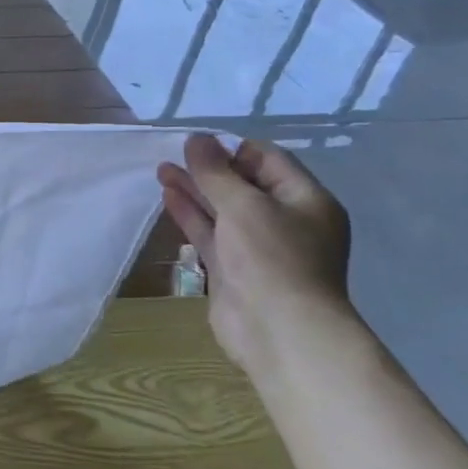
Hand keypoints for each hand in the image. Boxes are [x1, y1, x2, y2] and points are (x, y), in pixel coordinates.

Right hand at [157, 135, 356, 375]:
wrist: (278, 330)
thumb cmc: (271, 258)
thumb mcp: (244, 204)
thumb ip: (216, 171)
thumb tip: (197, 138)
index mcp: (306, 200)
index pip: (268, 159)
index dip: (231, 148)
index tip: (195, 143)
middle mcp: (286, 220)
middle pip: (243, 183)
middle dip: (208, 168)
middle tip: (172, 154)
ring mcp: (258, 246)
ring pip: (223, 208)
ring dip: (194, 189)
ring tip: (161, 170)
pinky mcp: (234, 267)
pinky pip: (211, 232)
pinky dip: (191, 214)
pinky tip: (168, 198)